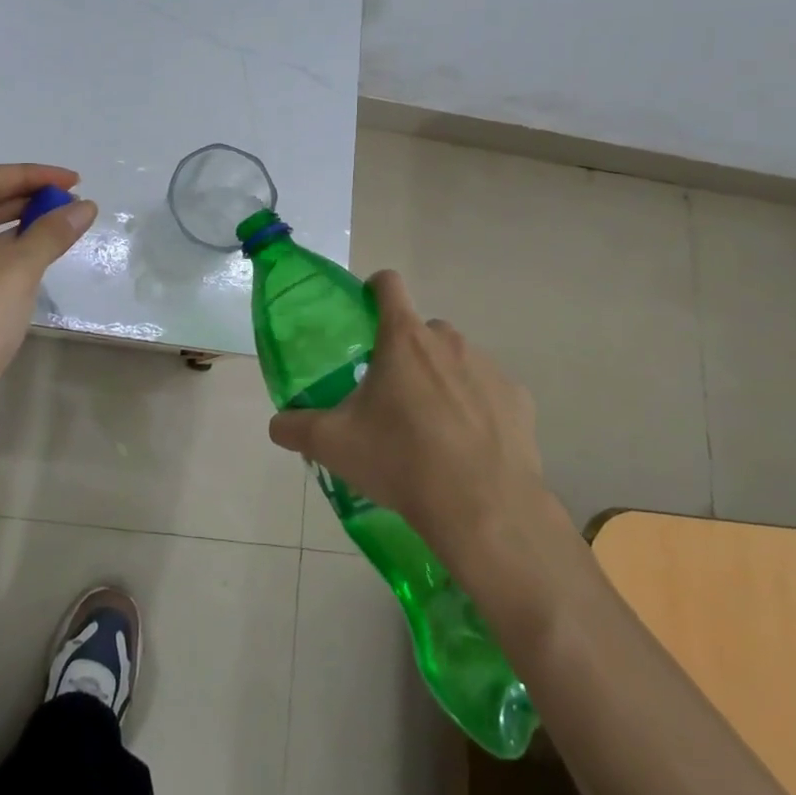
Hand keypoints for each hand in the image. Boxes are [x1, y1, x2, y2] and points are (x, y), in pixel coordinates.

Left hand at [0, 163, 95, 469]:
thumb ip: (51, 234)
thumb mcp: (15, 272)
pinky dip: (6, 262)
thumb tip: (85, 206)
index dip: (33, 175)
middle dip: (26, 201)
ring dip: (18, 232)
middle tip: (71, 206)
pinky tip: (33, 271)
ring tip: (60, 232)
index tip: (75, 181)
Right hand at [266, 270, 565, 570]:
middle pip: (421, 331)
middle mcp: (448, 341)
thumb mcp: (333, 446)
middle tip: (391, 396)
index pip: (388, 284)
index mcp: (403, 339)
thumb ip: (296, 428)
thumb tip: (277, 425)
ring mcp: (489, 368)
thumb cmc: (401, 461)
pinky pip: (489, 392)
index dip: (373, 291)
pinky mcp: (518, 399)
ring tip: (431, 430)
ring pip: (456, 361)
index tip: (365, 316)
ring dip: (441, 380)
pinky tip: (467, 447)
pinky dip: (477, 408)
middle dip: (406, 353)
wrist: (483, 509)